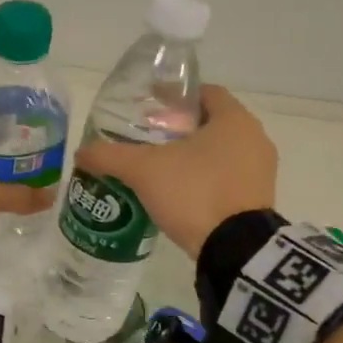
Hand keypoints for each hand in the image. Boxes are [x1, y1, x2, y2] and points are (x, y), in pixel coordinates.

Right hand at [72, 85, 276, 256]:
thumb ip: (110, 156)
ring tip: (159, 168)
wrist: (234, 250)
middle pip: (212, 123)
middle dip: (181, 129)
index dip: (176, 97)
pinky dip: (205, 178)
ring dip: (193, 156)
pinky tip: (178, 192)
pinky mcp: (258, 200)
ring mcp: (261, 171)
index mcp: (234, 119)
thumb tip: (81, 152)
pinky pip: (228, 178)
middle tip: (148, 139)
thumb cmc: (194, 192)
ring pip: (221, 152)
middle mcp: (255, 138)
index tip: (151, 107)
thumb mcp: (143, 170)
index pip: (205, 93)